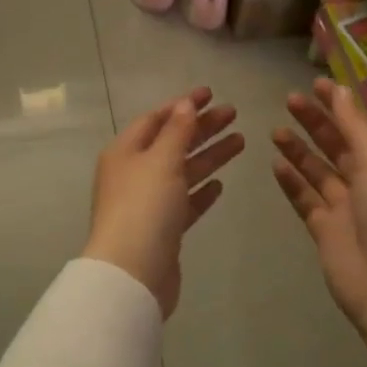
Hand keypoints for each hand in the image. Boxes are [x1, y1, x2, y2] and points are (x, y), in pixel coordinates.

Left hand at [86, 88, 244, 317]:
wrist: (133, 273)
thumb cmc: (144, 207)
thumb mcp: (162, 160)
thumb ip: (177, 131)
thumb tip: (185, 103)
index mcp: (125, 152)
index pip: (155, 119)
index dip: (182, 105)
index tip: (211, 93)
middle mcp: (134, 174)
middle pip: (172, 143)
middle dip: (202, 127)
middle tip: (234, 113)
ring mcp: (148, 204)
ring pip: (182, 172)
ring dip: (209, 156)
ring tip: (240, 141)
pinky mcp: (163, 230)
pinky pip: (185, 202)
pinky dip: (201, 191)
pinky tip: (220, 184)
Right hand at [272, 79, 366, 342]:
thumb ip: (355, 126)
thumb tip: (340, 90)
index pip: (363, 125)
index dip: (341, 104)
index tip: (316, 83)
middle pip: (339, 145)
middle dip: (317, 122)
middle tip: (289, 101)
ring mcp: (347, 207)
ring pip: (319, 171)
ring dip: (300, 150)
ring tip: (276, 130)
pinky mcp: (326, 230)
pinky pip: (306, 199)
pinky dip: (292, 182)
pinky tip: (276, 165)